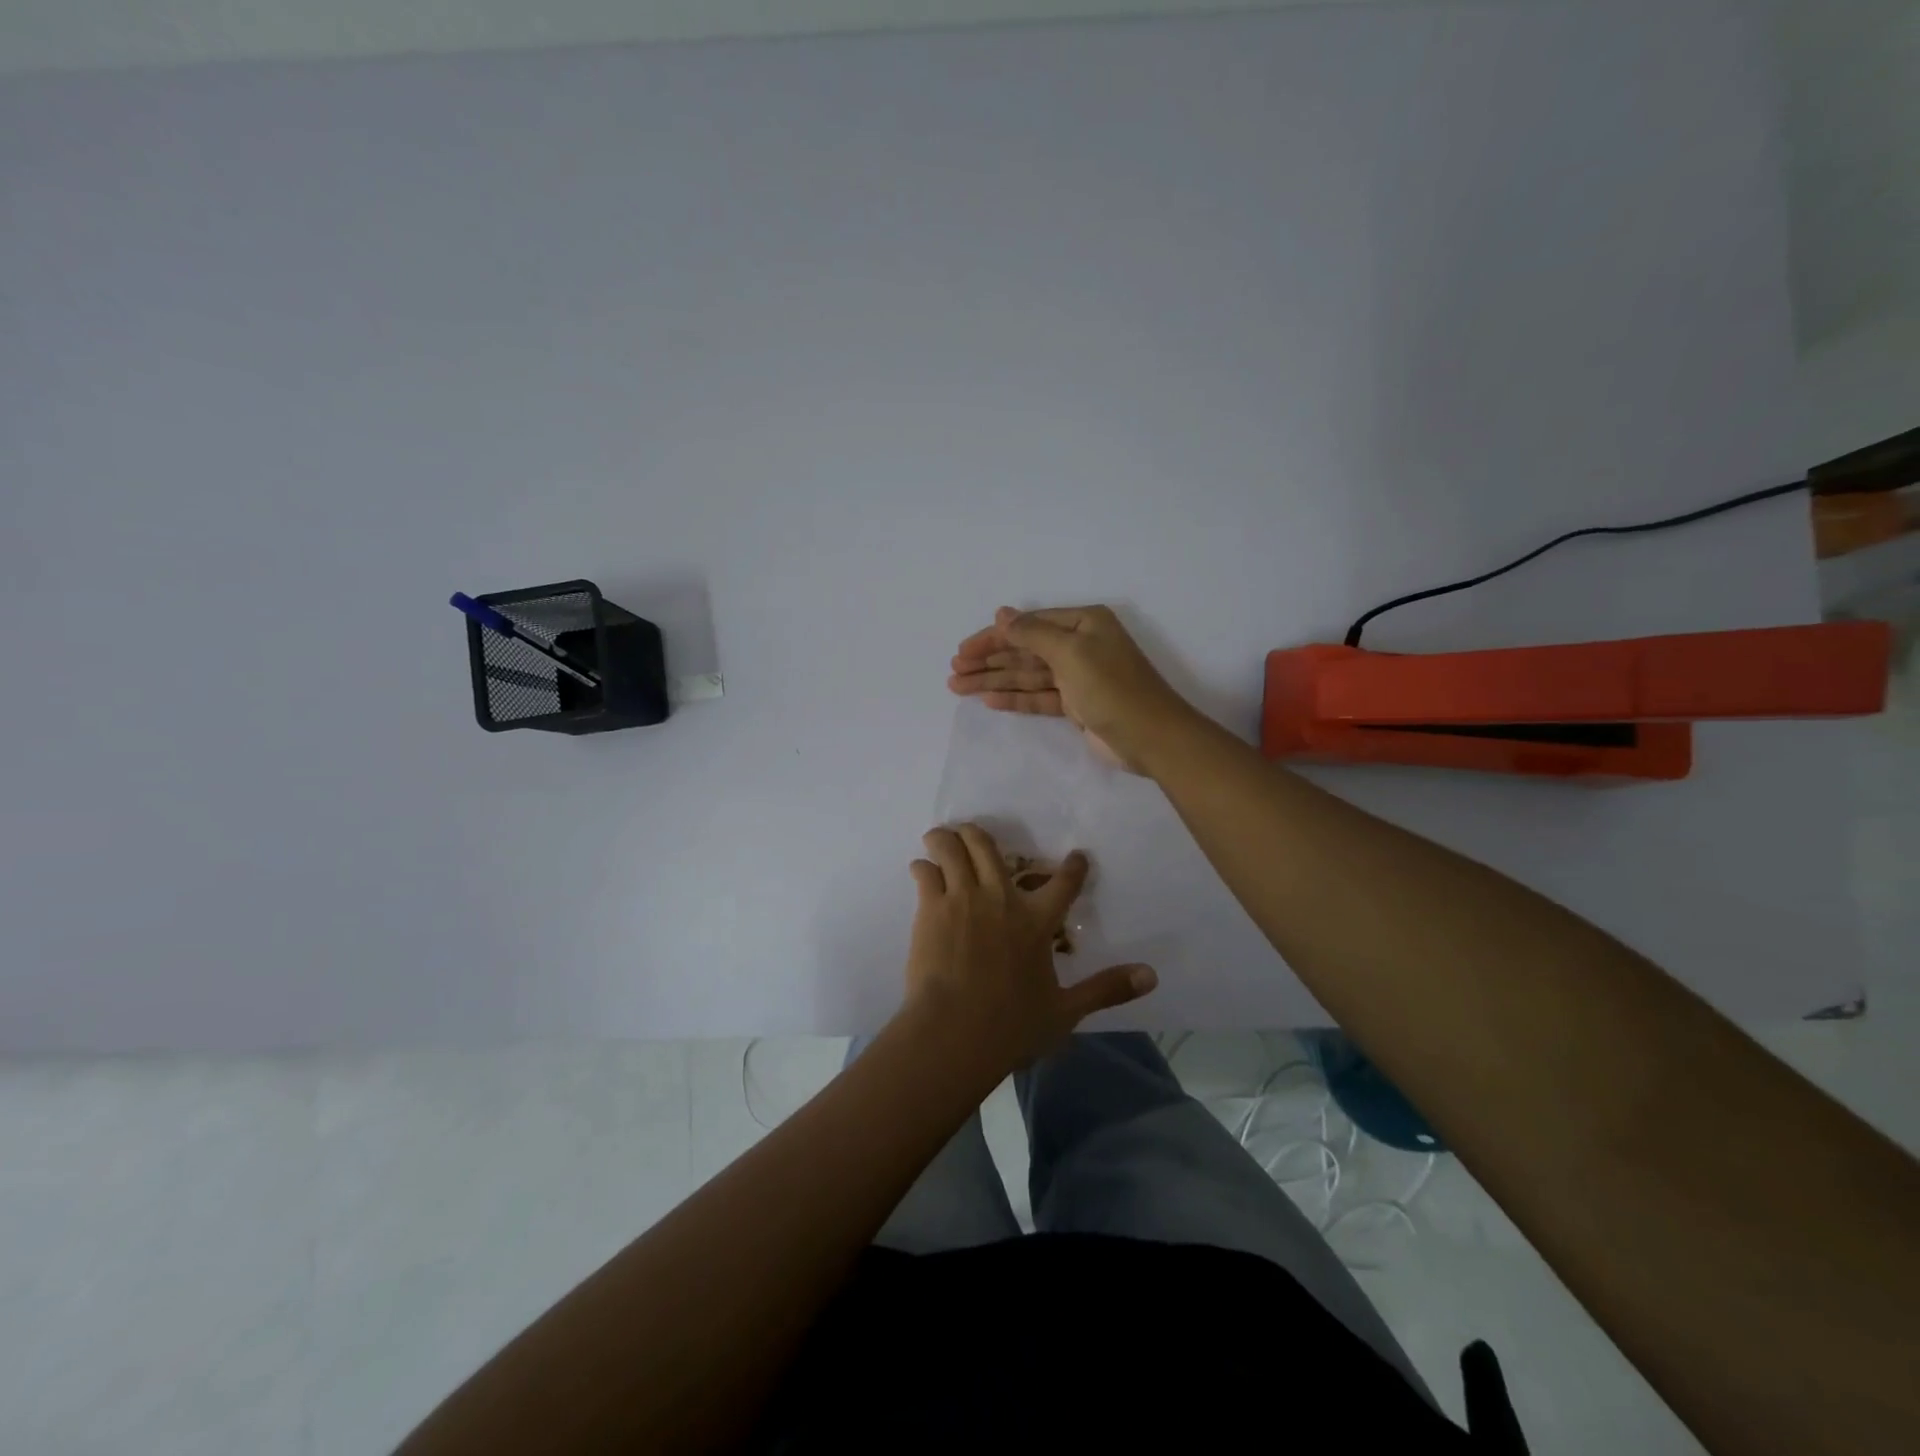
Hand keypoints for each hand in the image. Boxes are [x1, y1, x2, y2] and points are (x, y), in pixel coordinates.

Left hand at [902, 823, 1156, 1072]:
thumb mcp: (1066, 1011)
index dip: (1073, 867)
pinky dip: (923, 866)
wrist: (954, 1032)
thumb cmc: (1011, 1026)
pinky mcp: (931, 908)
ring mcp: (963, 898)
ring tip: (940, 838)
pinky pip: (925, 871)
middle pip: (989, 847)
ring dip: (946, 838)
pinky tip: (920, 869)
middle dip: (979, 834)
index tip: (1077, 855)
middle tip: (972, 835)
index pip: (1063, 883)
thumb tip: (1151, 976)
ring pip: (953, 848)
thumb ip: (1106, 989)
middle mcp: (1000, 898)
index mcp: (1037, 921)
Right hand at [947, 605, 1194, 771]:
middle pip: (1024, 650)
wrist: (1150, 737)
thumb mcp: (1070, 652)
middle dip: (989, 661)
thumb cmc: (1112, 687)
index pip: (1027, 625)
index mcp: (1083, 623)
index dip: (993, 637)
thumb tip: (1001, 613)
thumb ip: (1032, 633)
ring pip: (1027, 675)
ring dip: (994, 681)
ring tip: (958, 687)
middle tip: (954, 672)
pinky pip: (1038, 696)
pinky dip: (1014, 698)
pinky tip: (988, 701)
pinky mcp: (1076, 705)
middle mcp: (1079, 645)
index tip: (962, 651)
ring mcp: (1077, 677)